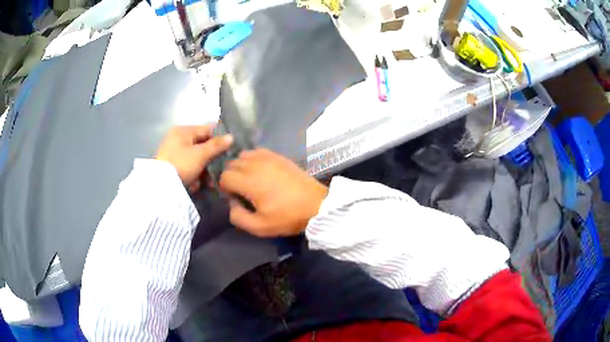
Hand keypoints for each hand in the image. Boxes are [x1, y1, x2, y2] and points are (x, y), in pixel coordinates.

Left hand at [156, 125, 232, 191]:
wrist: (160, 186)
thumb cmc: (181, 164)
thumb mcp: (201, 154)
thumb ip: (216, 146)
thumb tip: (231, 137)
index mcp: (183, 131)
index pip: (206, 129)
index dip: (219, 138)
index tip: (230, 149)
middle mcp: (177, 138)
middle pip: (201, 145)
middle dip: (210, 159)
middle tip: (220, 170)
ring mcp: (173, 152)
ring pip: (195, 158)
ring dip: (203, 171)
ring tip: (208, 183)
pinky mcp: (171, 166)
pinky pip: (187, 167)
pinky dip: (193, 175)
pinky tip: (195, 185)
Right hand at [219, 149, 327, 236]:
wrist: (316, 204)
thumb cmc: (287, 217)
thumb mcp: (260, 227)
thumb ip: (238, 217)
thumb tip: (231, 203)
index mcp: (249, 182)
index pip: (225, 177)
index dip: (225, 188)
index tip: (234, 197)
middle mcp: (255, 165)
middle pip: (231, 164)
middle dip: (231, 176)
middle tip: (240, 190)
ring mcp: (268, 158)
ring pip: (243, 155)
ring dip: (241, 166)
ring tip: (249, 179)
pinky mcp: (278, 156)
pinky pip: (257, 151)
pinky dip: (253, 159)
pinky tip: (259, 170)